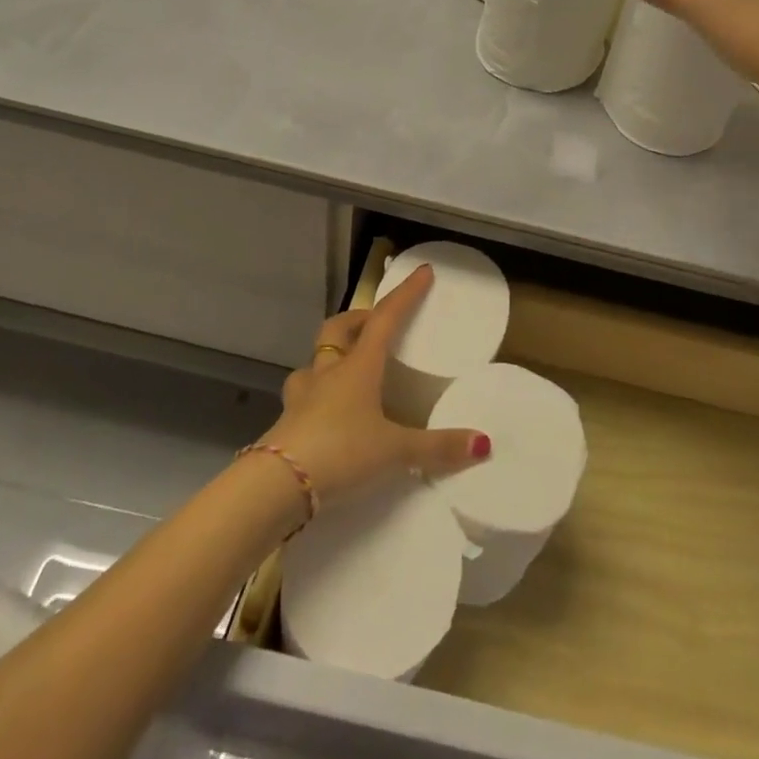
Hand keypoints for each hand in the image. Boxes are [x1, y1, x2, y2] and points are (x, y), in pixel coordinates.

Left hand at [260, 266, 489, 504]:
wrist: (276, 486)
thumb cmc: (340, 451)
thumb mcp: (395, 450)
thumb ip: (437, 447)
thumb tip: (483, 443)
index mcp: (359, 367)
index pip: (385, 318)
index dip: (406, 294)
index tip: (422, 272)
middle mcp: (328, 373)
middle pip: (337, 329)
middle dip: (356, 320)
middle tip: (374, 325)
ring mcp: (302, 398)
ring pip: (313, 363)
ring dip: (329, 359)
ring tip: (344, 370)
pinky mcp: (286, 424)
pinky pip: (302, 399)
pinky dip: (315, 398)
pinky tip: (324, 416)